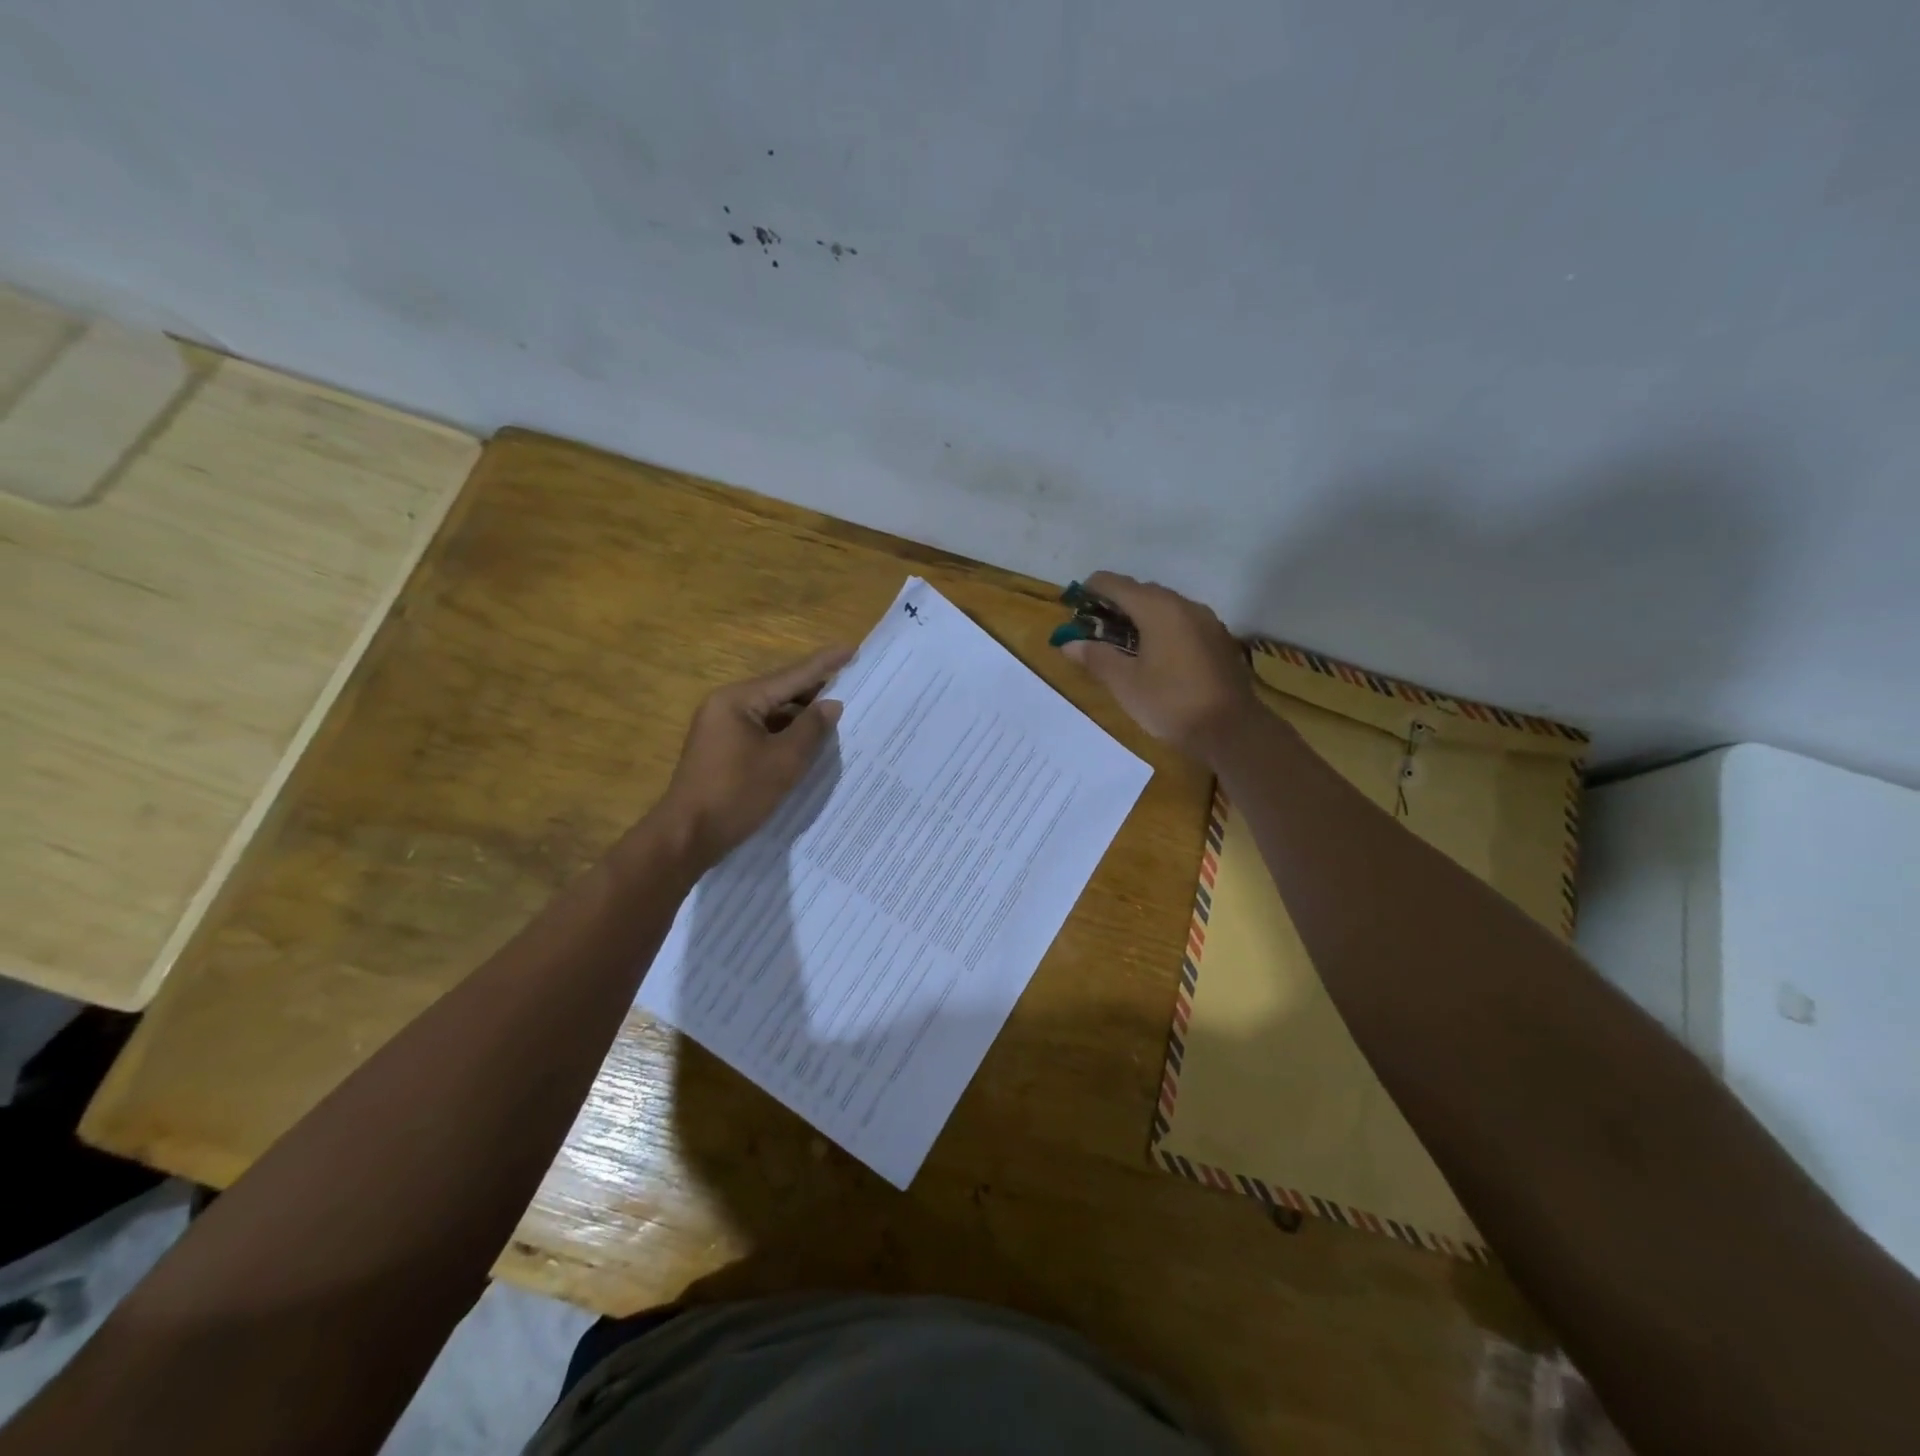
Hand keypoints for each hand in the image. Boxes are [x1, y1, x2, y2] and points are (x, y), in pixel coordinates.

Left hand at [657, 646, 850, 866]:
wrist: (687, 836)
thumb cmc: (736, 794)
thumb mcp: (784, 761)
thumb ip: (811, 729)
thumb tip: (831, 704)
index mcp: (738, 700)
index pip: (791, 676)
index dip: (825, 664)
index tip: (852, 648)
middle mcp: (726, 706)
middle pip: (780, 691)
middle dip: (816, 689)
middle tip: (853, 681)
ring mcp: (721, 728)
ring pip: (771, 713)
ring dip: (802, 715)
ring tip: (838, 712)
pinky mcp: (722, 750)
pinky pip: (761, 731)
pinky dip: (786, 733)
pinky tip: (809, 740)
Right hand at [1055, 572, 1254, 758]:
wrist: (1231, 729)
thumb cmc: (1171, 703)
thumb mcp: (1125, 683)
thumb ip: (1096, 658)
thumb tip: (1068, 644)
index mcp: (1158, 609)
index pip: (1116, 584)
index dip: (1091, 590)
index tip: (1074, 606)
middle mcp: (1184, 605)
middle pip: (1141, 592)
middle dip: (1114, 604)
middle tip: (1093, 628)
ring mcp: (1206, 620)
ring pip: (1164, 606)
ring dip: (1139, 616)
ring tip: (1120, 641)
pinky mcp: (1217, 639)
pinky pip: (1181, 621)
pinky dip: (1160, 627)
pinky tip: (1153, 653)